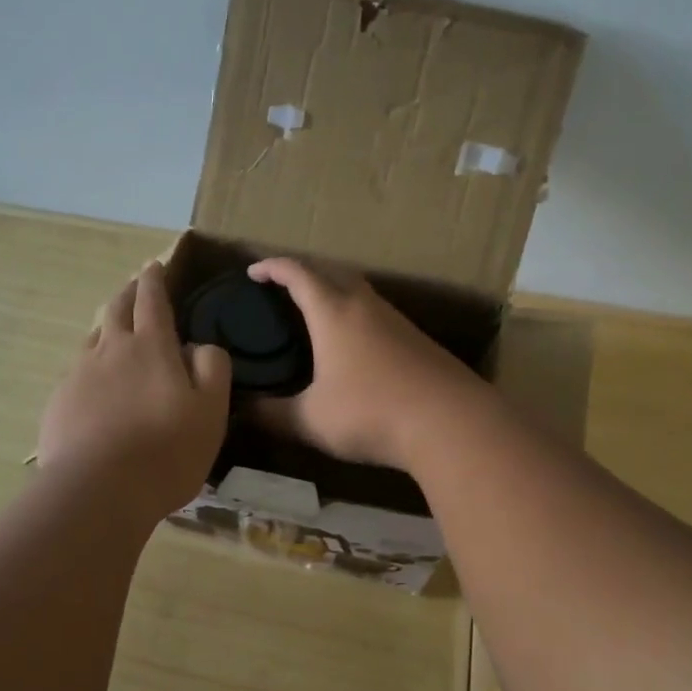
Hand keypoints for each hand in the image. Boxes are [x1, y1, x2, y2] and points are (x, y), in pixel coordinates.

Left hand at [37, 262, 231, 516]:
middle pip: (116, 309)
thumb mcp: (211, 411)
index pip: (153, 299)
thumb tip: (199, 346)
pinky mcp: (59, 402)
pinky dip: (90, 367)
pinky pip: (77, 372)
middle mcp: (111, 350)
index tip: (155, 266)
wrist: (97, 490)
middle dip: (128, 293)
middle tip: (136, 287)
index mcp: (152, 346)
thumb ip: (213, 369)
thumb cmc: (166, 451)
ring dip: (106, 328)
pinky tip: (94, 386)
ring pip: (93, 338)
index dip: (155, 280)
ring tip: (114, 333)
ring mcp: (79, 374)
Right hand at [246, 257, 484, 468]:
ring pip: (359, 291)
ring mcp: (396, 320)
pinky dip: (356, 314)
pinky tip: (354, 342)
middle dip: (304, 272)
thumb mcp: (311, 420)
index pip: (298, 274)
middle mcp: (365, 306)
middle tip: (282, 287)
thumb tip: (240, 410)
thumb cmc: (371, 413)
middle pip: (332, 272)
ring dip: (334, 291)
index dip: (272, 267)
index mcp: (333, 313)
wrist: (451, 423)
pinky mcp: (417, 340)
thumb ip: (271, 415)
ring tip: (315, 312)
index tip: (253, 271)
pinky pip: (377, 313)